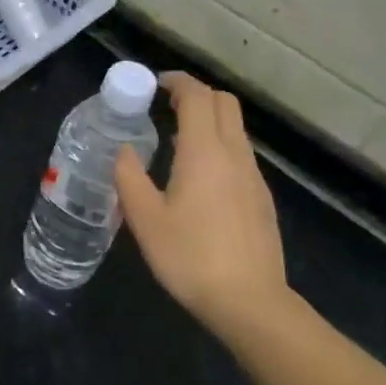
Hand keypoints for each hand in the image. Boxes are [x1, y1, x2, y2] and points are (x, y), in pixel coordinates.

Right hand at [115, 72, 294, 350]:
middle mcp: (234, 155)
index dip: (177, 82)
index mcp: (204, 152)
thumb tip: (124, 150)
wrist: (250, 302)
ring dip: (209, 120)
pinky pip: (240, 154)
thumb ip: (129, 177)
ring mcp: (253, 176)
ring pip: (235, 128)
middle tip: (165, 105)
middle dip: (196, 94)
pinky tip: (198, 176)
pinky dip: (219, 145)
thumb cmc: (190, 257)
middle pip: (224, 103)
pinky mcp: (261, 198)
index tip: (154, 84)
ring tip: (176, 140)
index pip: (197, 96)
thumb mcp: (145, 219)